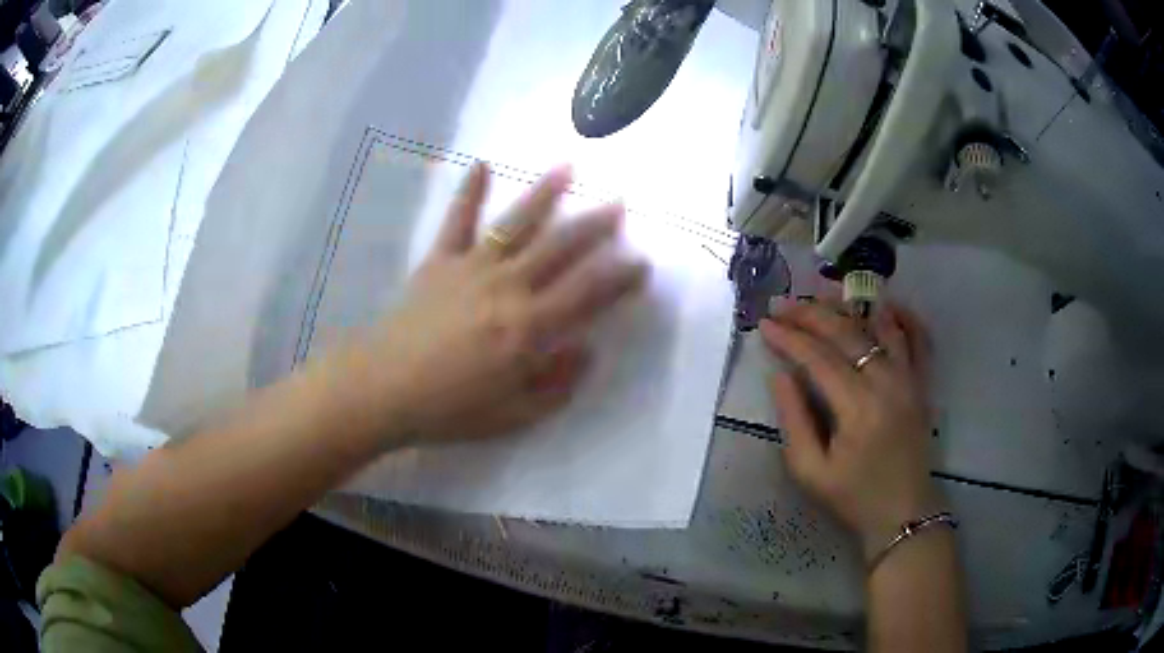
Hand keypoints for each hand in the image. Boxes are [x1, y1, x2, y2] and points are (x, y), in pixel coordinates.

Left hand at [330, 163, 648, 445]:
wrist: (383, 388)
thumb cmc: (450, 408)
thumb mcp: (514, 414)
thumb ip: (557, 384)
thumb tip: (589, 350)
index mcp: (528, 327)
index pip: (587, 294)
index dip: (619, 277)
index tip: (642, 262)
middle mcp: (507, 286)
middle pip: (559, 248)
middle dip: (594, 226)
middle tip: (619, 204)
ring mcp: (471, 267)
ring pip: (516, 224)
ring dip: (544, 195)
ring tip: (567, 168)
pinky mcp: (439, 261)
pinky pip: (457, 221)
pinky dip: (468, 192)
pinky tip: (480, 164)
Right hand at [760, 300, 940, 559]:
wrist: (903, 513)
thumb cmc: (854, 497)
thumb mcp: (811, 471)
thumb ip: (794, 421)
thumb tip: (779, 376)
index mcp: (857, 407)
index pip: (818, 358)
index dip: (788, 338)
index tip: (764, 324)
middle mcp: (887, 382)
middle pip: (847, 333)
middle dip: (811, 314)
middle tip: (784, 305)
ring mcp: (910, 379)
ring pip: (880, 327)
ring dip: (850, 308)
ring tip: (823, 297)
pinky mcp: (922, 384)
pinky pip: (919, 339)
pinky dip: (904, 318)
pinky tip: (885, 306)